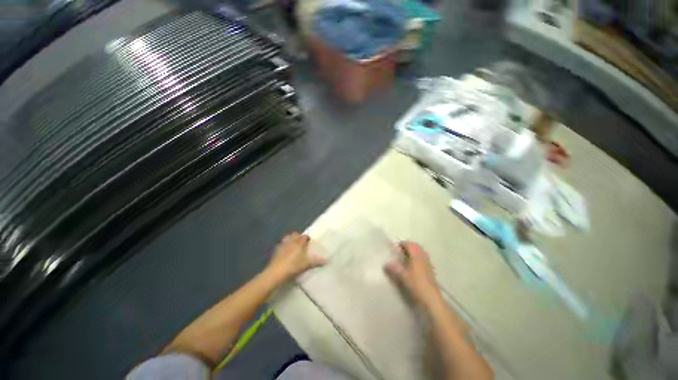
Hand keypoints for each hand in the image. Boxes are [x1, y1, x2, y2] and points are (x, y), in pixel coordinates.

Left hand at [266, 232, 326, 280]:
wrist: (276, 272)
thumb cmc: (293, 266)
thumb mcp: (306, 264)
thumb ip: (316, 261)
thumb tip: (327, 260)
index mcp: (299, 243)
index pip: (304, 236)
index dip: (307, 238)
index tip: (309, 241)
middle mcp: (291, 241)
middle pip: (295, 234)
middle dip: (298, 236)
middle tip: (302, 242)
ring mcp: (283, 245)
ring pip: (287, 237)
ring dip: (291, 239)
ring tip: (293, 244)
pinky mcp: (276, 250)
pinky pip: (281, 244)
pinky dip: (284, 245)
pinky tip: (284, 250)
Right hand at [384, 241, 441, 306]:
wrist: (432, 299)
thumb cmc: (417, 285)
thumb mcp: (403, 277)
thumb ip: (394, 268)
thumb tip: (385, 263)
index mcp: (417, 255)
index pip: (409, 244)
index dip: (402, 244)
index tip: (394, 248)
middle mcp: (423, 257)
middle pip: (416, 247)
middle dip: (407, 247)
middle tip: (399, 252)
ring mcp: (428, 264)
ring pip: (420, 253)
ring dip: (413, 253)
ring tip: (404, 258)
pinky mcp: (430, 271)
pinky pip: (423, 259)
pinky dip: (416, 259)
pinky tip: (412, 267)